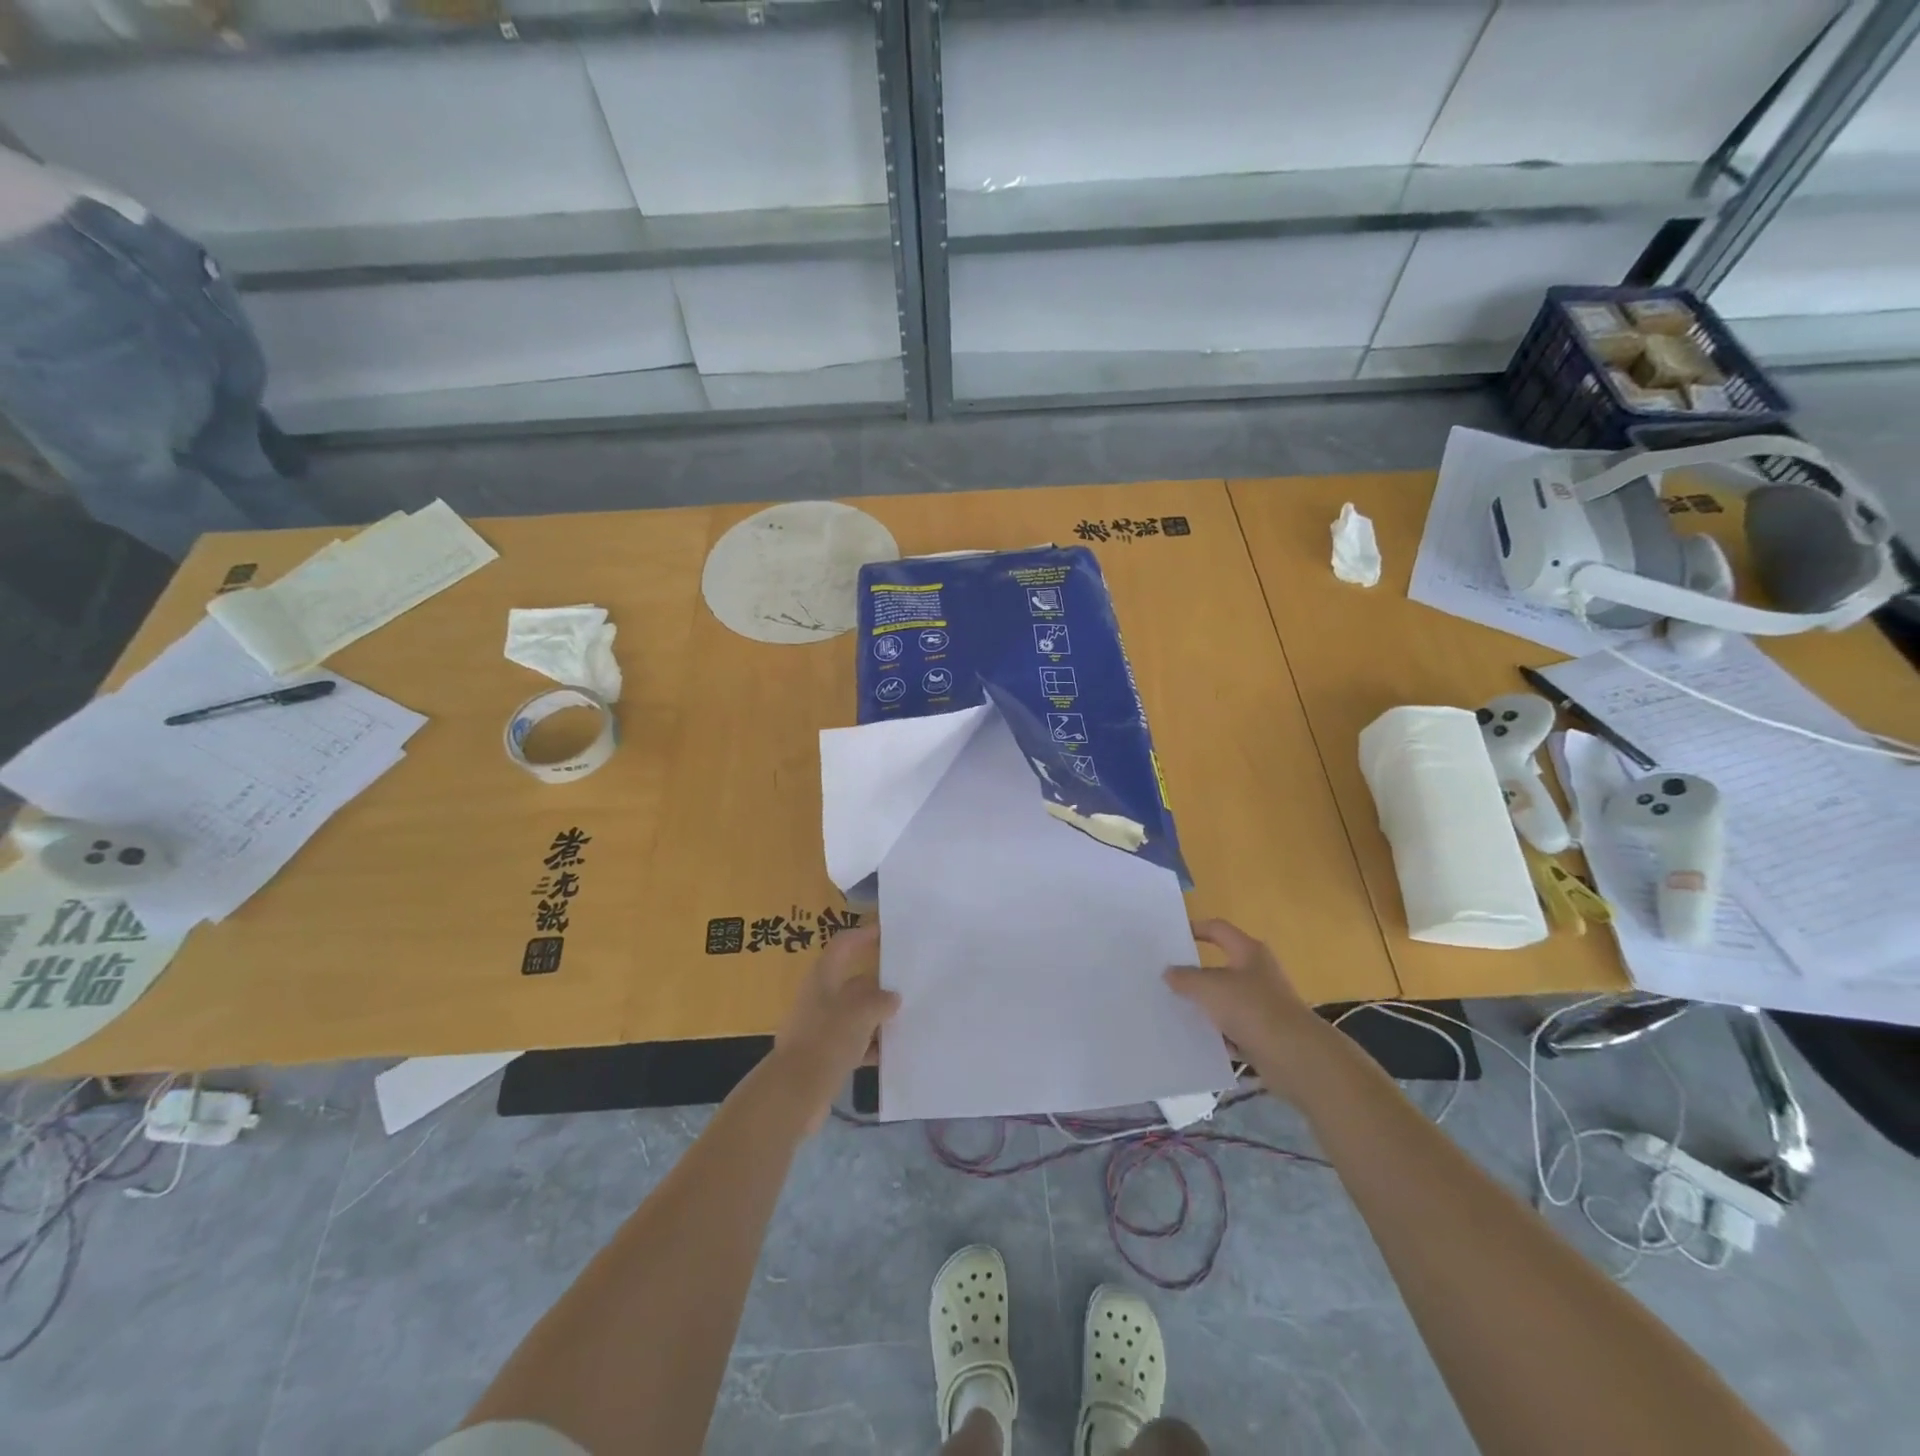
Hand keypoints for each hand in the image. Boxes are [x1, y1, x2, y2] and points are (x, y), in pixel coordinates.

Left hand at [769, 924, 897, 1132]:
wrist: (794, 1094)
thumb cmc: (827, 1040)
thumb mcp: (861, 1012)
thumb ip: (880, 1001)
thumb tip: (892, 998)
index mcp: (823, 978)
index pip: (844, 945)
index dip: (863, 935)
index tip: (886, 932)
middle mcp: (819, 998)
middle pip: (853, 982)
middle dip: (879, 983)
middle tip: (909, 983)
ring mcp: (820, 1028)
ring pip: (855, 1014)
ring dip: (877, 1017)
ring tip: (907, 1018)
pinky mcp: (823, 1056)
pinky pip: (853, 1043)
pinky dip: (870, 1046)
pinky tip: (892, 1053)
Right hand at [1165, 919, 1317, 1072]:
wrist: (1296, 1057)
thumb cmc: (1252, 1008)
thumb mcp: (1209, 988)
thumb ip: (1185, 977)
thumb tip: (1169, 972)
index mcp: (1248, 952)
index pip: (1217, 929)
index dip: (1195, 928)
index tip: (1171, 937)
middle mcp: (1258, 973)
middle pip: (1220, 967)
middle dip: (1195, 974)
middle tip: (1166, 978)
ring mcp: (1263, 1004)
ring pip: (1225, 1000)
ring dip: (1205, 1006)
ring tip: (1176, 1011)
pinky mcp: (1265, 1033)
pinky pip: (1234, 1028)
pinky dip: (1219, 1034)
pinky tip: (1199, 1040)